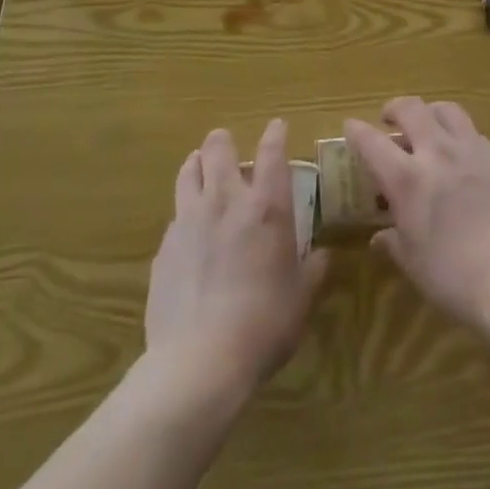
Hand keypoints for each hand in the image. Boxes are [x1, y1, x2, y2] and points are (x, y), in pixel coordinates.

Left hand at [145, 119, 328, 401]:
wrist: (199, 362)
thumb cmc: (264, 325)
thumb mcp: (302, 299)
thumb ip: (314, 270)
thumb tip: (325, 255)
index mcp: (266, 207)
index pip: (272, 152)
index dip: (275, 134)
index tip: (277, 126)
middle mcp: (226, 201)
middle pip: (218, 148)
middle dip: (224, 141)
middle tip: (229, 146)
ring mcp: (189, 220)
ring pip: (188, 171)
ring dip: (197, 164)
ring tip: (201, 167)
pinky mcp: (164, 247)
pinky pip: (175, 215)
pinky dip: (185, 213)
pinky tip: (189, 231)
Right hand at [345, 98, 489, 329]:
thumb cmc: (455, 277)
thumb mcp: (414, 265)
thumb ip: (394, 243)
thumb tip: (380, 237)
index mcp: (407, 178)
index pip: (372, 142)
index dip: (357, 131)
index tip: (351, 127)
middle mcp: (438, 153)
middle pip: (412, 109)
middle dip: (395, 108)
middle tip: (391, 119)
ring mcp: (474, 150)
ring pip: (447, 110)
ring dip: (431, 113)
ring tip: (430, 127)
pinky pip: (476, 134)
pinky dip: (462, 138)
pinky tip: (465, 159)